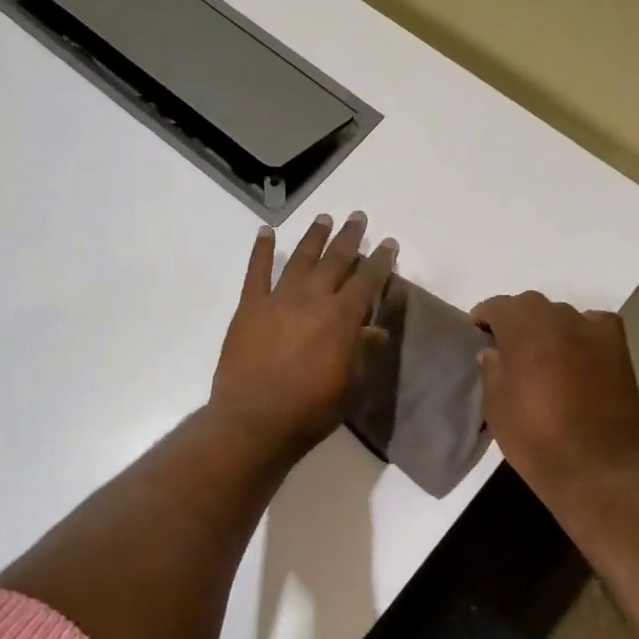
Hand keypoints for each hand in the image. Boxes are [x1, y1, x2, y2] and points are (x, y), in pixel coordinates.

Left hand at [210, 212, 397, 464]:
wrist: (255, 421)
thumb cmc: (310, 409)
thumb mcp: (350, 385)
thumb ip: (362, 352)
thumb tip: (377, 330)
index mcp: (342, 317)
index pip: (368, 280)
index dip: (380, 260)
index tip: (388, 243)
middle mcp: (312, 299)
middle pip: (335, 260)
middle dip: (349, 237)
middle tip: (358, 218)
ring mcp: (278, 300)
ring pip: (301, 259)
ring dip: (314, 237)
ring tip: (323, 217)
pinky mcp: (250, 307)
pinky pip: (256, 272)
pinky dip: (262, 250)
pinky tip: (266, 232)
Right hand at [470, 291, 638, 497]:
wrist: (593, 466)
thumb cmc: (533, 436)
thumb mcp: (495, 405)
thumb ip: (492, 369)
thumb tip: (494, 351)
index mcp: (524, 328)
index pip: (499, 307)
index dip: (484, 317)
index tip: (477, 332)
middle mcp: (559, 319)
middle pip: (531, 305)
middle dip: (516, 320)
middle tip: (507, 345)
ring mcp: (593, 331)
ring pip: (563, 314)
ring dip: (548, 327)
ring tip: (542, 352)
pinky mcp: (618, 349)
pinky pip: (595, 325)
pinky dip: (583, 331)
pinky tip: (578, 350)